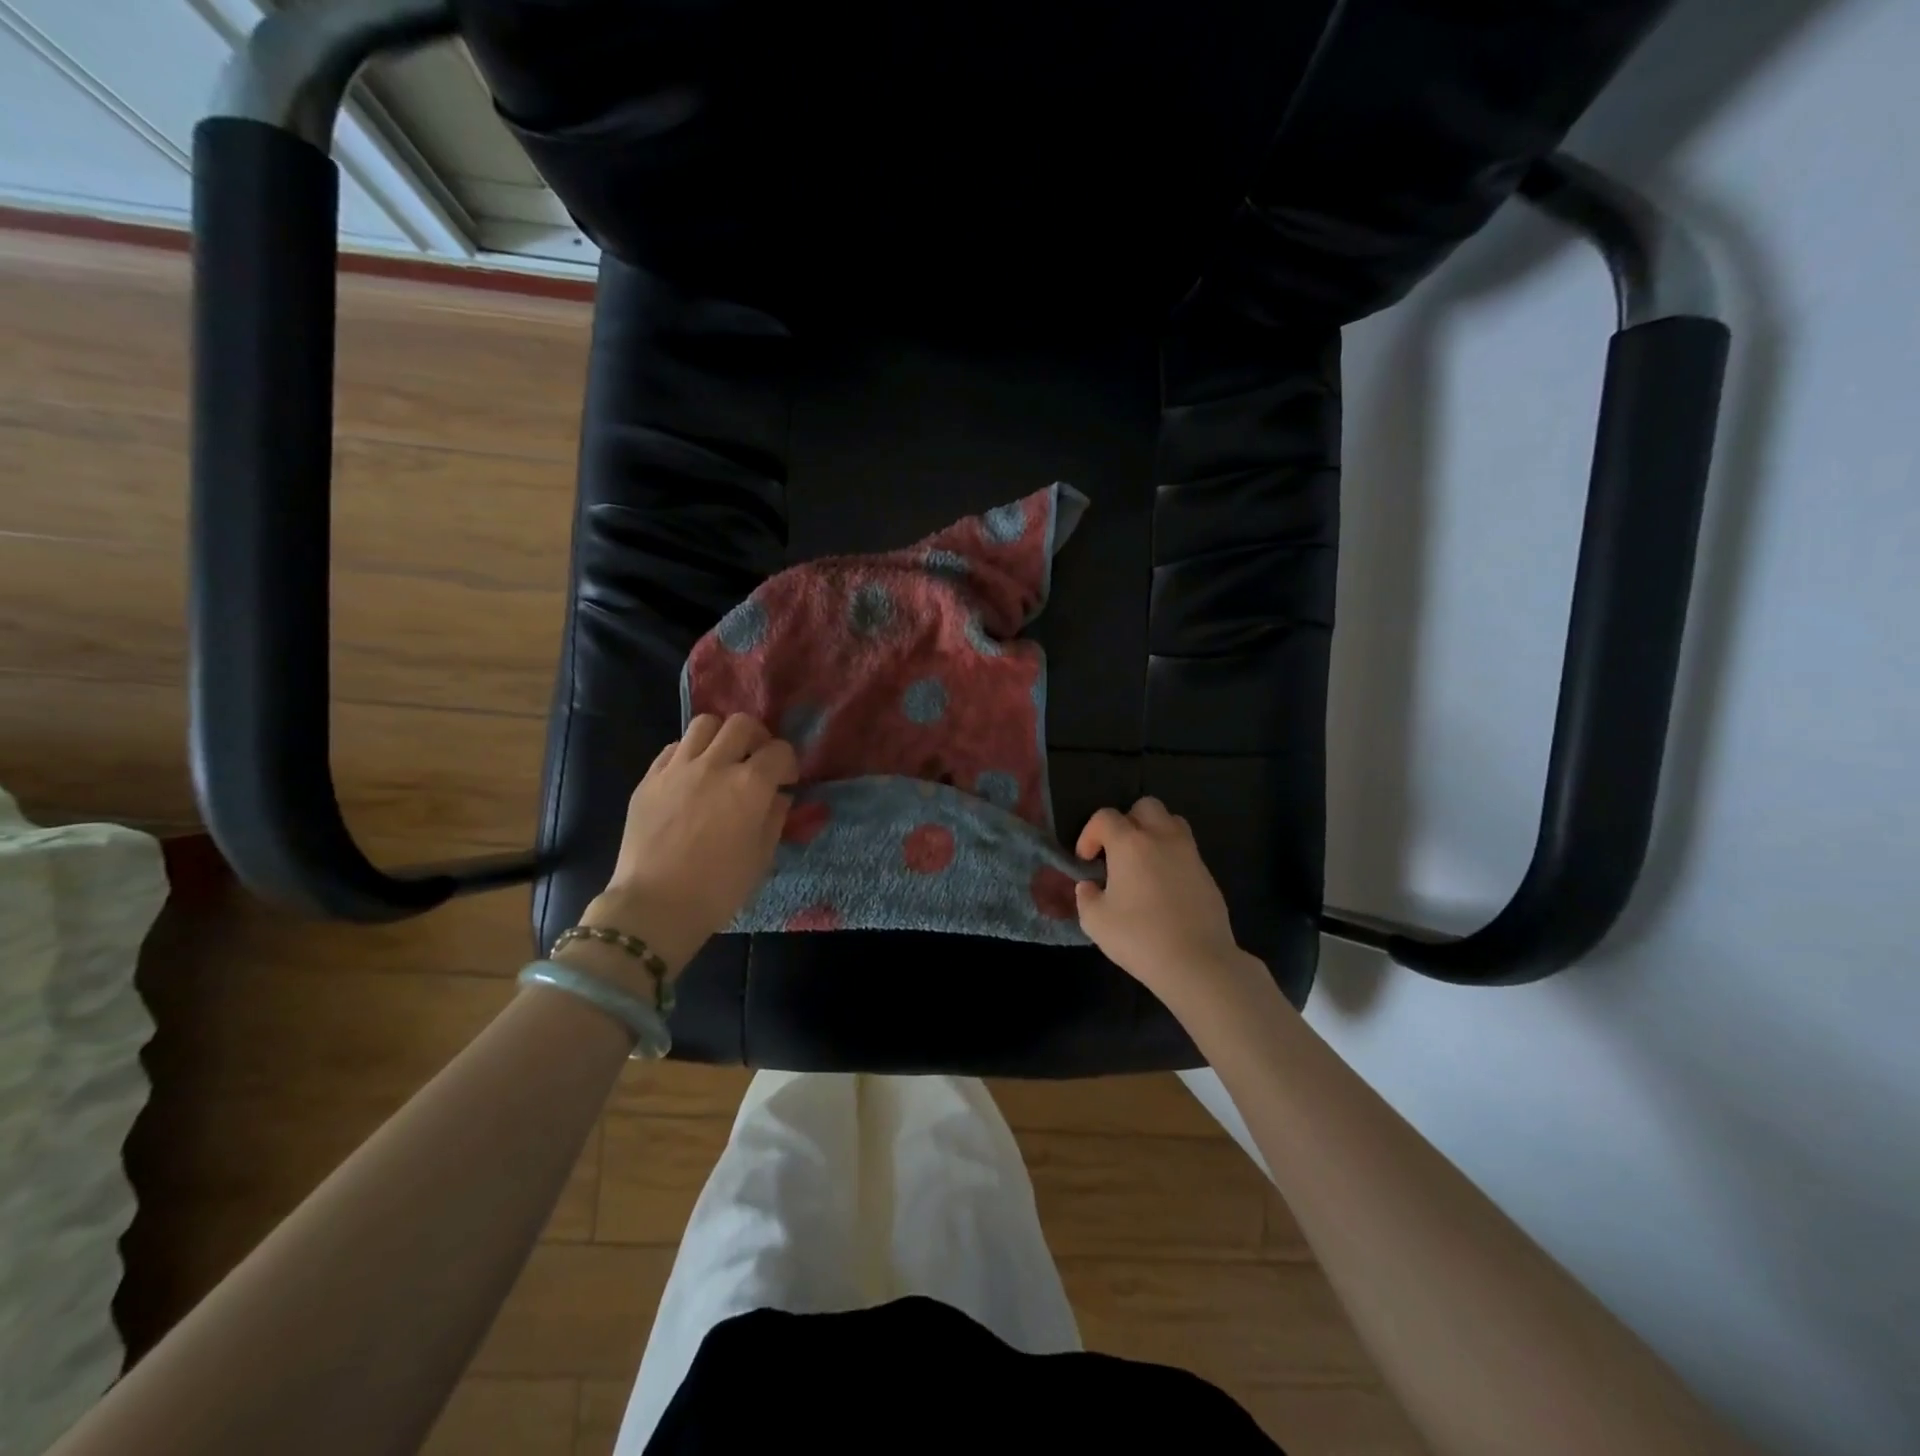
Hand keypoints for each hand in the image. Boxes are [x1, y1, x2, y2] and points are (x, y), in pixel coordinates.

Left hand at [578, 714, 795, 975]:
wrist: (655, 907)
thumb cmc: (718, 889)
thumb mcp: (762, 858)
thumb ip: (774, 818)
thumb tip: (778, 797)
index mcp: (750, 786)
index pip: (780, 751)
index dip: (788, 763)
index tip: (786, 781)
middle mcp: (715, 765)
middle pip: (742, 724)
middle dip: (758, 738)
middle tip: (757, 760)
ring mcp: (677, 768)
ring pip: (705, 724)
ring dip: (721, 736)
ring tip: (722, 759)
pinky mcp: (649, 779)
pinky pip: (673, 748)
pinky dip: (690, 753)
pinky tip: (692, 776)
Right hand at [1074, 797, 1259, 1003]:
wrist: (1198, 962)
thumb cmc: (1140, 938)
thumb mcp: (1096, 921)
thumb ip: (1086, 897)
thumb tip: (1090, 886)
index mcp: (1130, 843)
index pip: (1105, 817)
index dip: (1089, 834)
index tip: (1085, 860)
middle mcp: (1162, 838)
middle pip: (1145, 806)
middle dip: (1126, 822)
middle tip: (1117, 852)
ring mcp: (1190, 854)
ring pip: (1171, 822)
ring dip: (1153, 833)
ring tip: (1142, 862)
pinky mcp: (1207, 874)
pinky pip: (1186, 850)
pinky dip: (1171, 857)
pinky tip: (1163, 887)